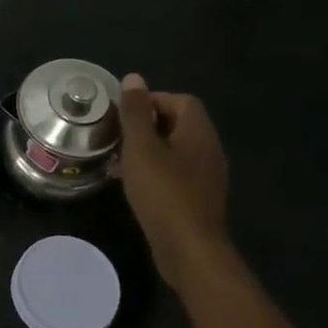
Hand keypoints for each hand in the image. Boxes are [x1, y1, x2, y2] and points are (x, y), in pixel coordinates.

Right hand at [117, 73, 229, 285]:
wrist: (189, 249)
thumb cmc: (163, 192)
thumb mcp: (141, 148)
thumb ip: (136, 112)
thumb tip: (134, 78)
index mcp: (198, 132)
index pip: (180, 100)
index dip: (151, 100)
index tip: (123, 115)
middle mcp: (209, 149)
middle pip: (179, 124)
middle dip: (147, 125)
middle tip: (117, 137)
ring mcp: (207, 176)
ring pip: (176, 150)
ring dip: (149, 150)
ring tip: (120, 161)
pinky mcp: (199, 199)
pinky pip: (176, 173)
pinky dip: (156, 171)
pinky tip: (135, 185)